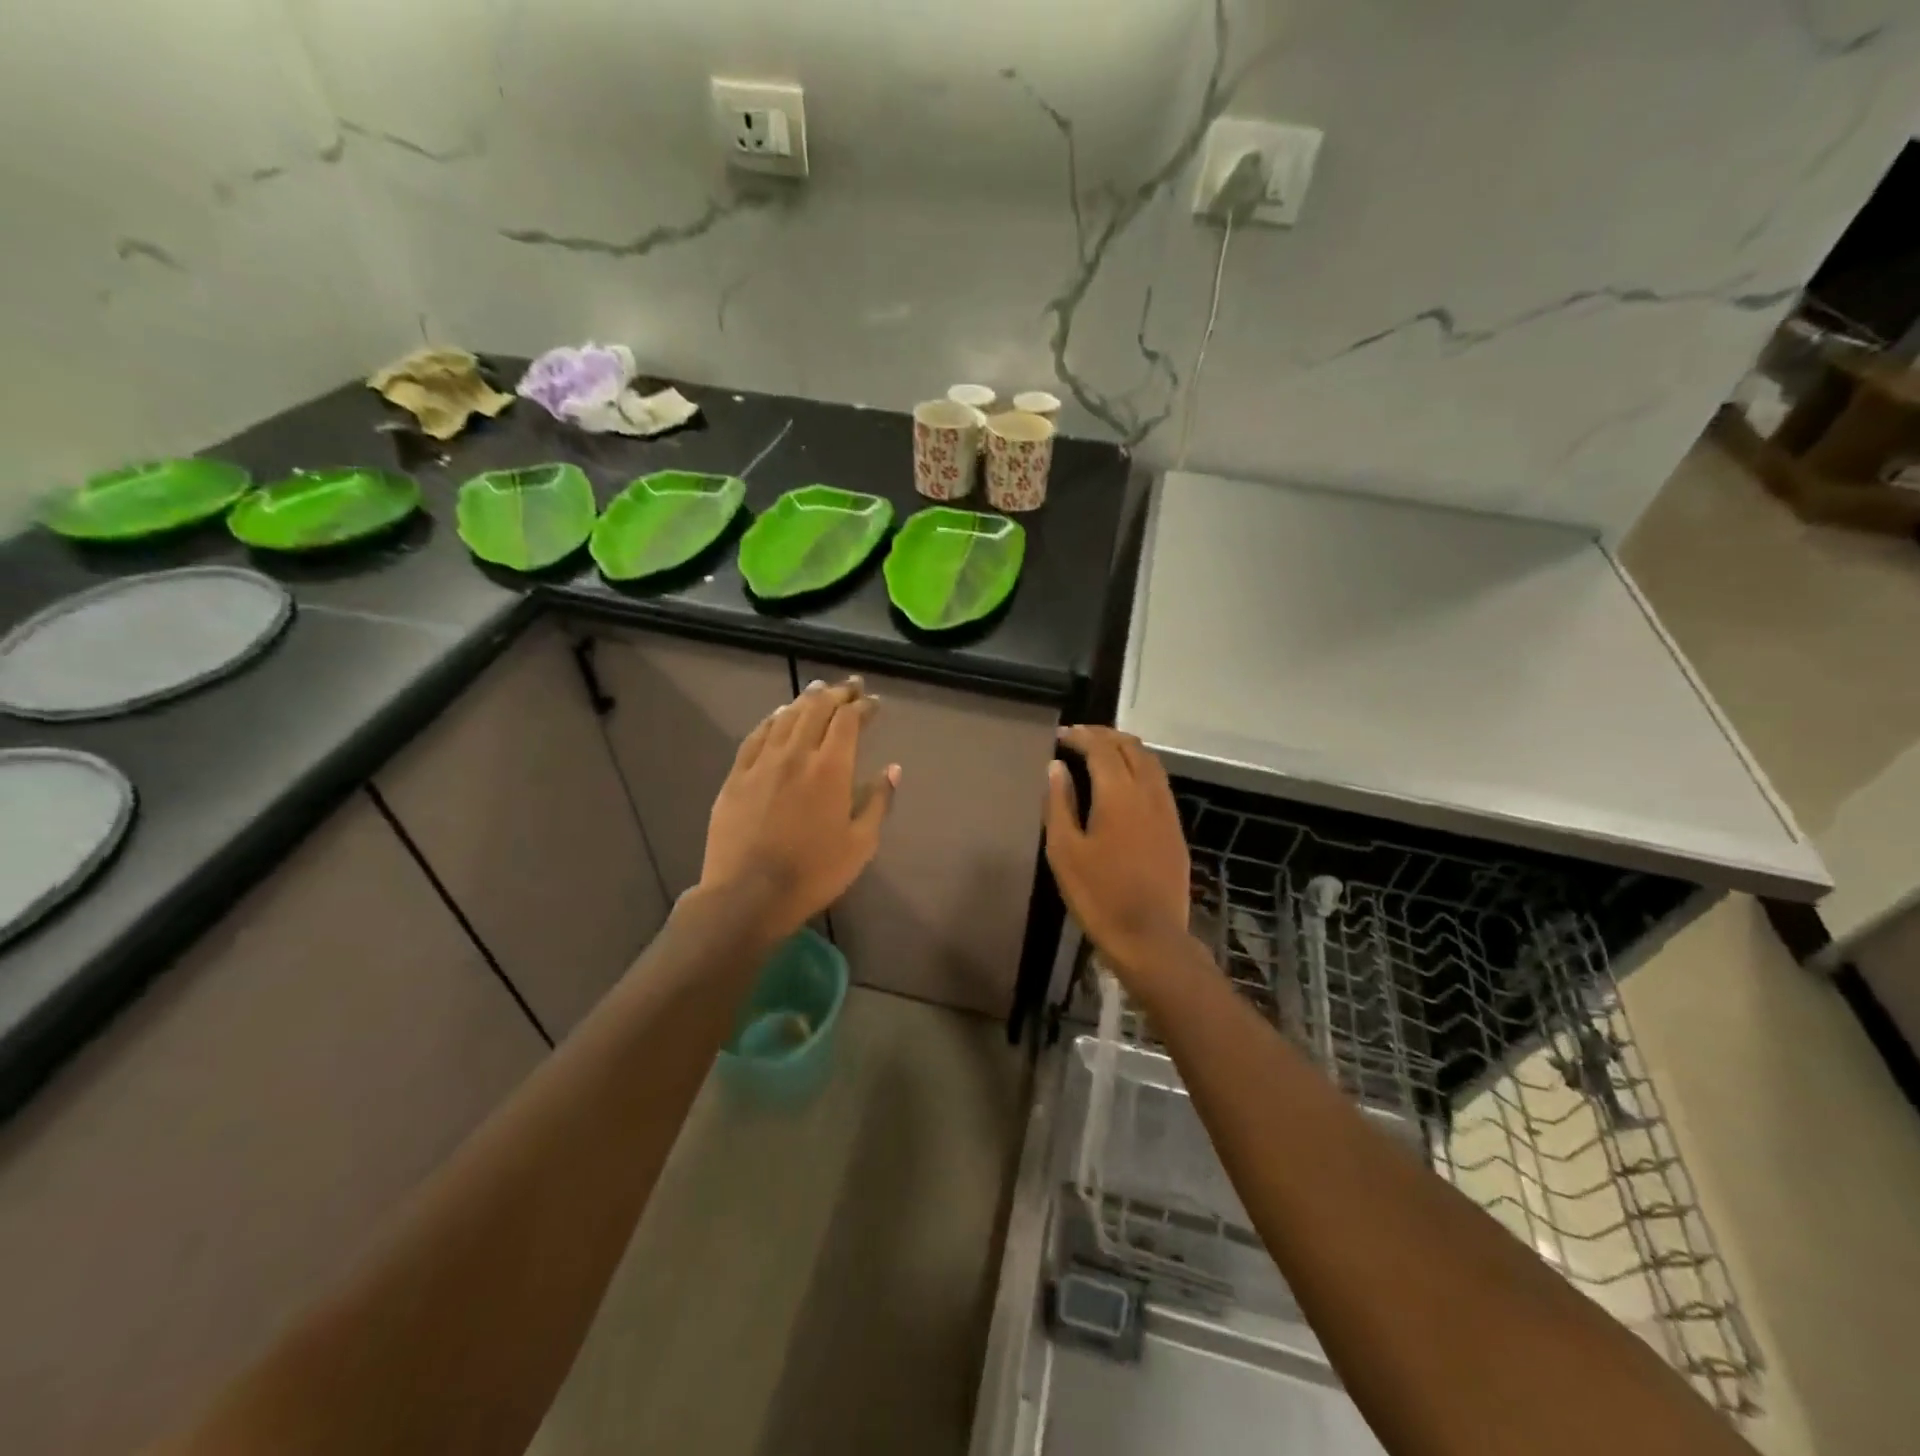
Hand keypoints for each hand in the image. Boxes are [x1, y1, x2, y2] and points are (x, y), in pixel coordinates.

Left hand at [697, 678, 898, 939]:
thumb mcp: (860, 844)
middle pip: (817, 710)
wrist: (748, 895)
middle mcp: (796, 754)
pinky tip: (778, 715)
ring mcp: (762, 762)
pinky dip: (772, 719)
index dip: (863, 706)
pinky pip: (756, 736)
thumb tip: (892, 769)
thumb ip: (878, 802)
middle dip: (837, 693)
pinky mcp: (737, 776)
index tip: (874, 702)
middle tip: (850, 685)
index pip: (848, 722)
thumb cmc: (813, 873)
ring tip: (819, 689)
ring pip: (786, 717)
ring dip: (806, 699)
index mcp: (831, 769)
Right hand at [1044, 726, 1192, 995]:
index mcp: (1118, 794)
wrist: (1149, 937)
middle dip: (1105, 735)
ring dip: (1126, 749)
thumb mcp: (1064, 851)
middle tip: (1079, 737)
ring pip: (1151, 762)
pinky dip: (1140, 768)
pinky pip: (1159, 783)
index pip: (1101, 748)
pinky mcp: (1175, 829)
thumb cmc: (1098, 895)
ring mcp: (1167, 811)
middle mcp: (1148, 793)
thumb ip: (1059, 803)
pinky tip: (1125, 783)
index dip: (1081, 736)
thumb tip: (1056, 767)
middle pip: (1131, 747)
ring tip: (1102, 752)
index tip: (1061, 735)